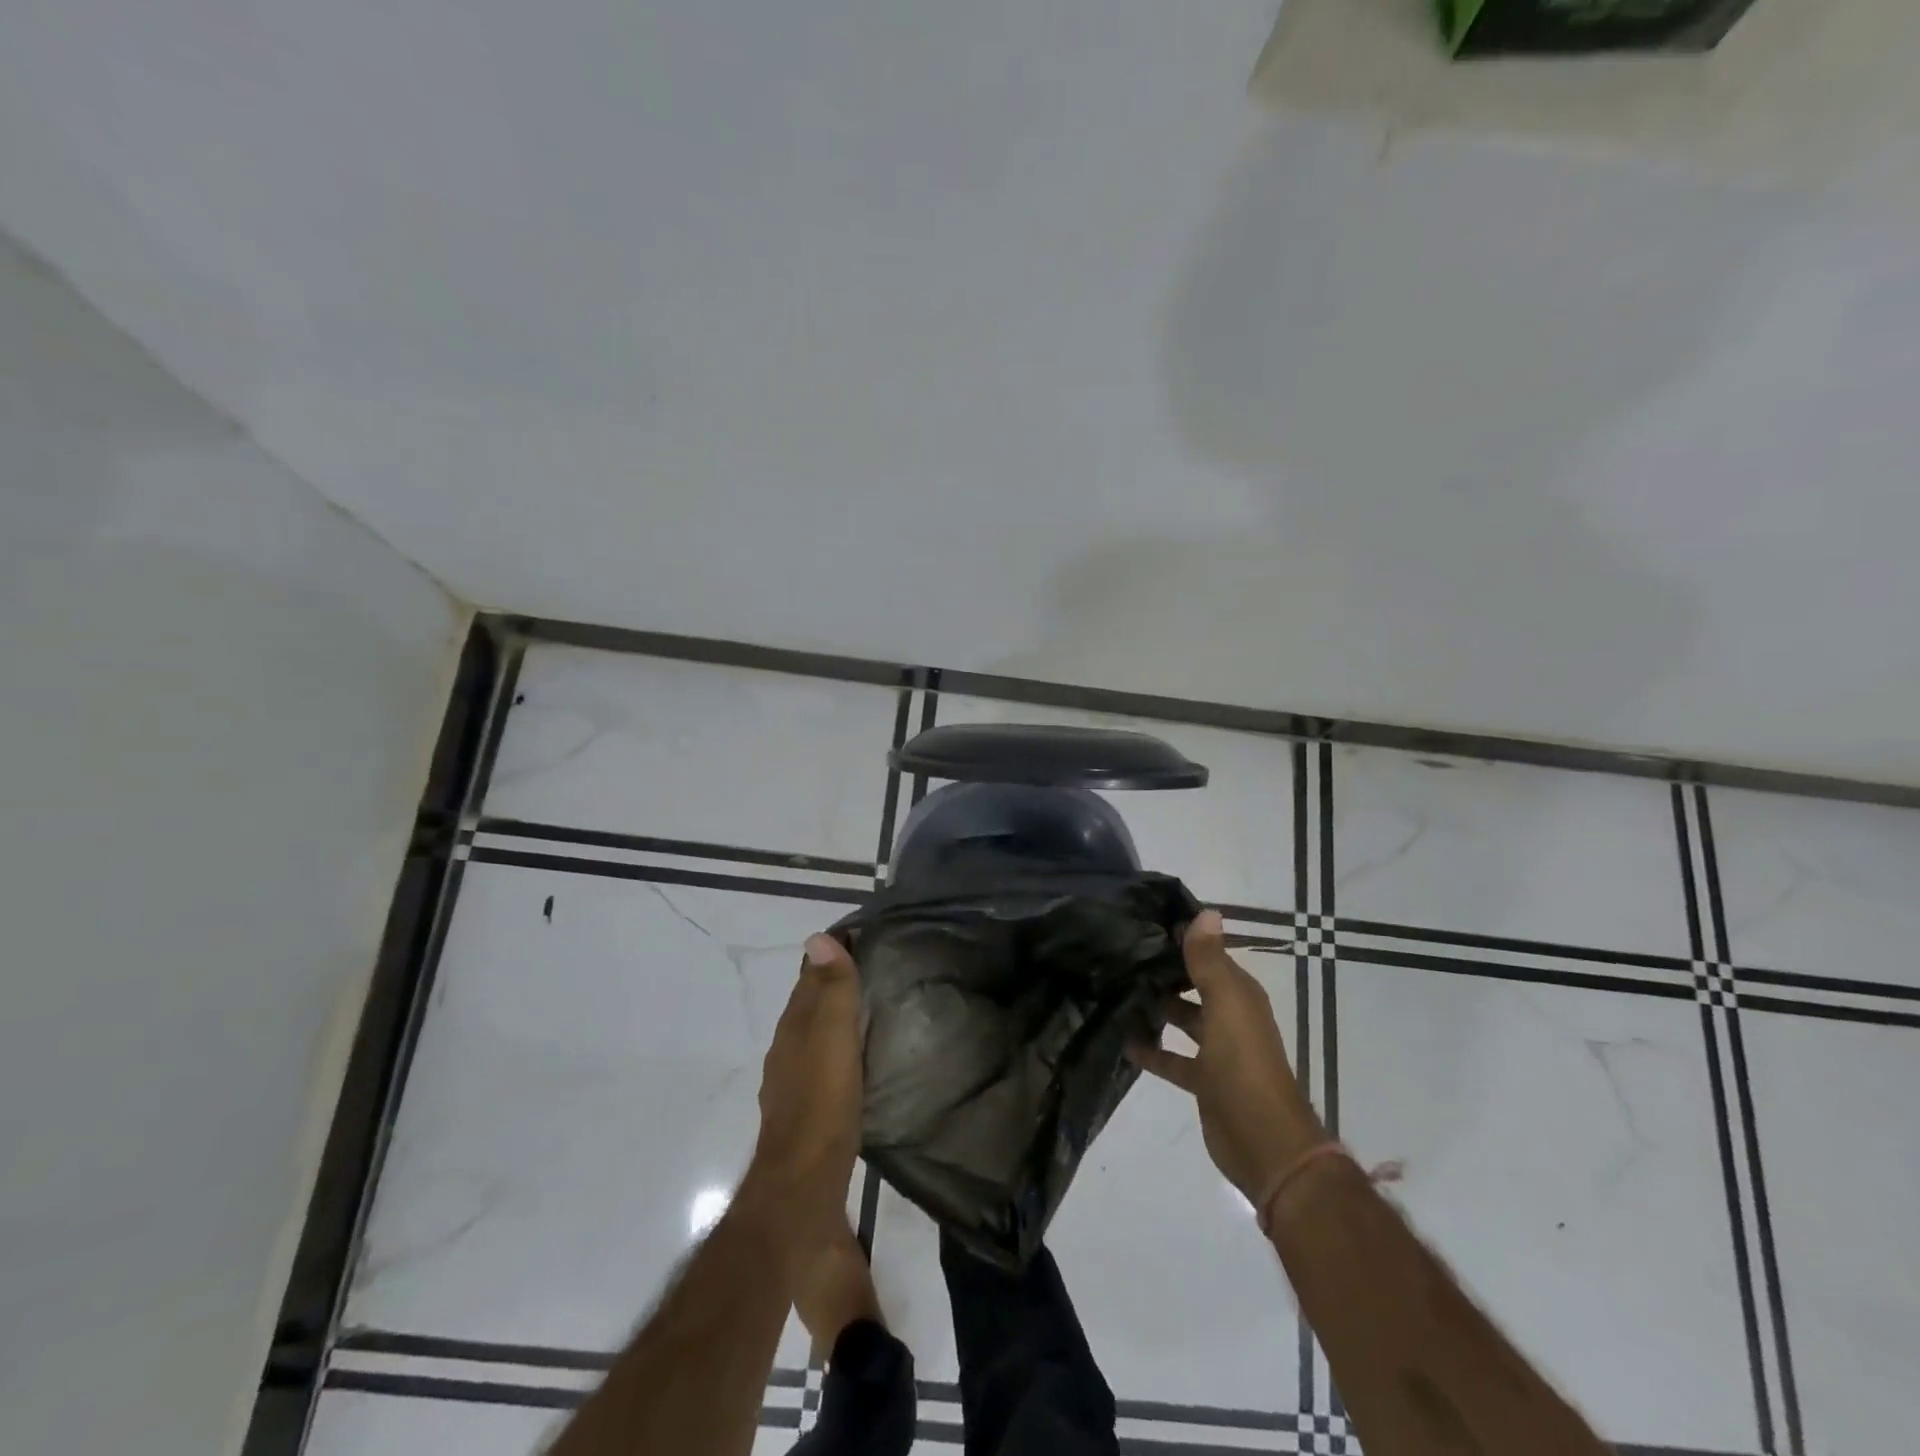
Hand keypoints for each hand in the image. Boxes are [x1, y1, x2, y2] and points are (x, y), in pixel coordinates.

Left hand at [742, 933, 863, 1243]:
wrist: (803, 1184)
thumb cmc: (823, 1102)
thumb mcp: (833, 1037)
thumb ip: (830, 989)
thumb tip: (819, 936)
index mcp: (794, 1027)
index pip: (809, 977)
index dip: (829, 955)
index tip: (857, 935)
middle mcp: (787, 1049)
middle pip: (808, 1005)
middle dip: (829, 983)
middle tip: (868, 967)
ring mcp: (792, 1082)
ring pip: (812, 1036)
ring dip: (832, 1018)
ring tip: (865, 1010)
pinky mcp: (806, 1111)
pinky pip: (820, 1065)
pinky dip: (835, 1051)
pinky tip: (853, 1061)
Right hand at [1128, 910, 1325, 1203]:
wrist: (1264, 1141)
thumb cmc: (1243, 1063)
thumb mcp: (1226, 1004)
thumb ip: (1210, 960)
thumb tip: (1207, 911)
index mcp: (1240, 995)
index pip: (1209, 955)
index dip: (1182, 939)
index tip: (1143, 922)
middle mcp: (1230, 1017)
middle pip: (1193, 986)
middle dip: (1164, 972)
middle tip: (1121, 955)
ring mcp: (1217, 1050)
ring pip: (1182, 1019)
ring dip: (1157, 1008)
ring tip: (1117, 991)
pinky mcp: (1203, 1081)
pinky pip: (1173, 1057)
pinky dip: (1153, 1050)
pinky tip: (1124, 1041)